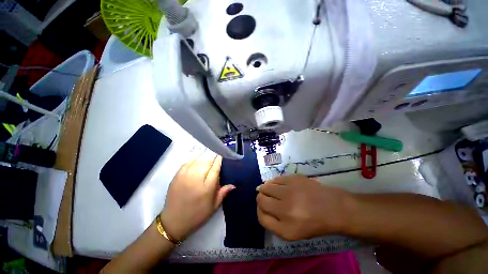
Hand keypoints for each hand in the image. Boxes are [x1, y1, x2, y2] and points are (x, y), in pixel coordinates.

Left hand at [160, 150, 234, 240]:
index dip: (219, 161)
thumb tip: (233, 185)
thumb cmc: (197, 215)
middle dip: (212, 159)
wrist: (173, 222)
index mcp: (207, 187)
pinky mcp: (177, 176)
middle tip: (215, 160)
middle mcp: (196, 179)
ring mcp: (185, 176)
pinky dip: (194, 161)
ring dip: (204, 159)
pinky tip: (197, 163)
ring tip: (207, 161)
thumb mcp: (213, 206)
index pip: (215, 168)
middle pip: (207, 162)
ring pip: (197, 160)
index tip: (222, 156)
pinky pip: (187, 162)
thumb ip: (223, 193)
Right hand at [256, 175, 351, 240]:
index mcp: (286, 229)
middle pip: (261, 200)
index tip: (263, 207)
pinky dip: (274, 182)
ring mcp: (290, 191)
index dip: (260, 210)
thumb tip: (260, 204)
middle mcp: (285, 209)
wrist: (334, 208)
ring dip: (265, 188)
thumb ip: (273, 222)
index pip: (261, 217)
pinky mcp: (294, 179)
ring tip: (271, 190)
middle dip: (261, 198)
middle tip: (266, 197)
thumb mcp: (292, 232)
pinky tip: (278, 185)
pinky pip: (275, 179)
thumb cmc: (313, 223)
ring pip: (266, 187)